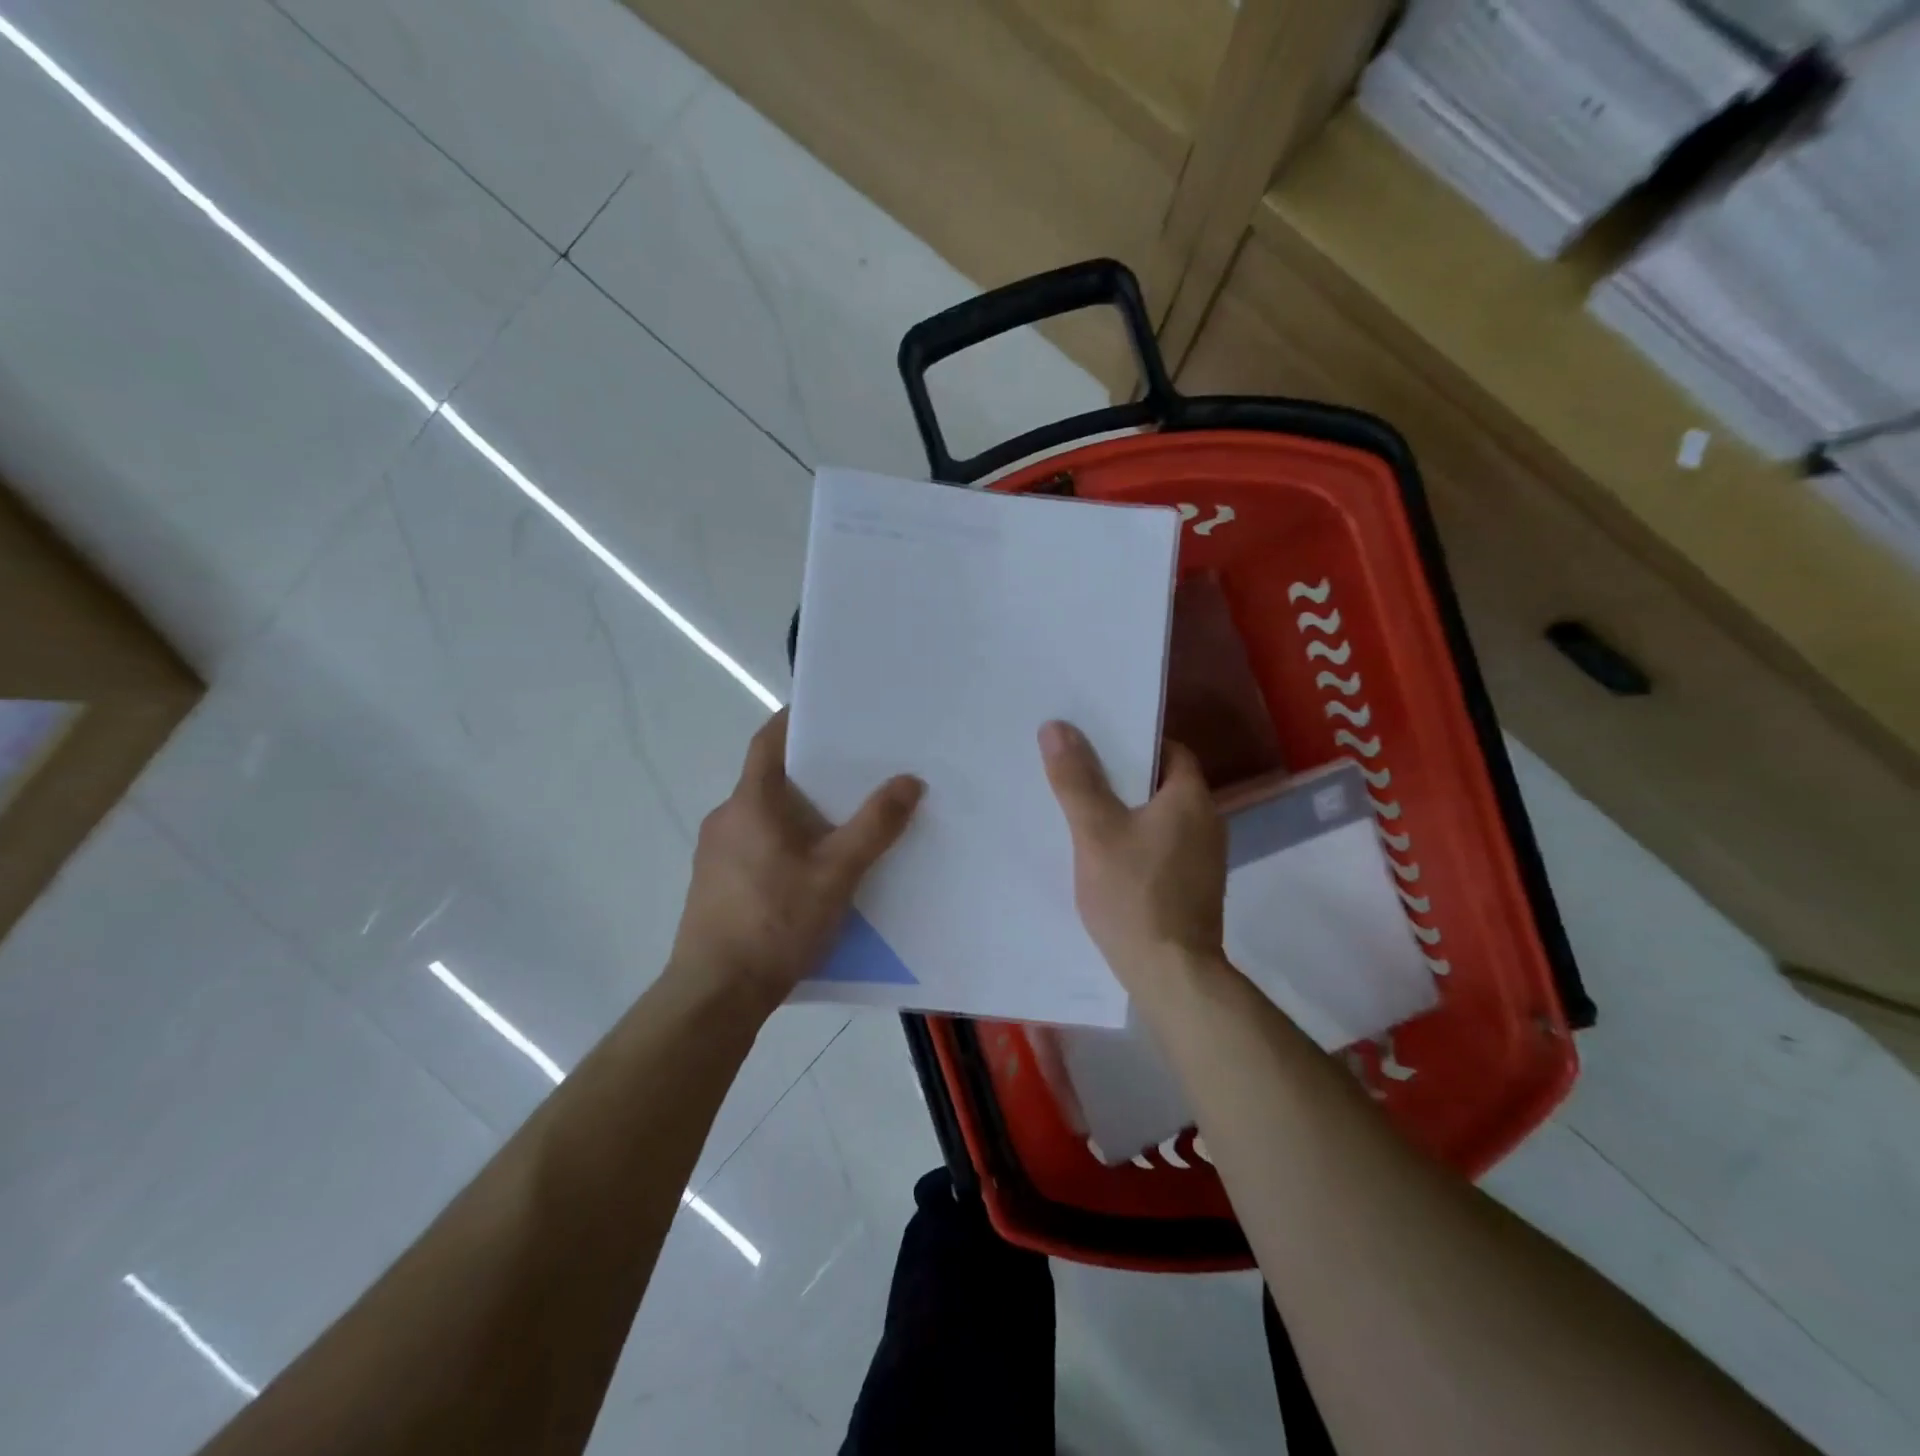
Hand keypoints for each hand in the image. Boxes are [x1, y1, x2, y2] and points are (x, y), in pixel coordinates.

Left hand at [671, 710, 924, 1011]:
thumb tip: (909, 781)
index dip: (795, 721)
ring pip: (763, 816)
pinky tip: (812, 869)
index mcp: (750, 802)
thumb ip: (875, 826)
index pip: (769, 741)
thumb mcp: (837, 873)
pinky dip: (784, 842)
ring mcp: (714, 853)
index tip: (829, 713)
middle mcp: (726, 818)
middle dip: (810, 773)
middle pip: (769, 778)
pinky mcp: (714, 884)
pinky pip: (754, 845)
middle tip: (856, 772)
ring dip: (798, 812)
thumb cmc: (775, 922)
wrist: (715, 994)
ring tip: (843, 822)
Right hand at [1039, 720, 1227, 996]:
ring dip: (1128, 810)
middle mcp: (1207, 822)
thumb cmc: (1134, 894)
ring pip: (1160, 817)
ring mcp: (1204, 858)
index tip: (1095, 742)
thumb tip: (1056, 726)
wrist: (1171, 974)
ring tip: (1084, 808)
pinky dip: (1136, 839)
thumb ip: (1076, 779)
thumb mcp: (1096, 832)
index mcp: (1191, 799)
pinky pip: (1161, 846)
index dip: (1133, 742)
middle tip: (1079, 770)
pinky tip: (1105, 853)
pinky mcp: (1193, 887)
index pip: (1169, 750)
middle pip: (1163, 782)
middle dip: (1123, 776)